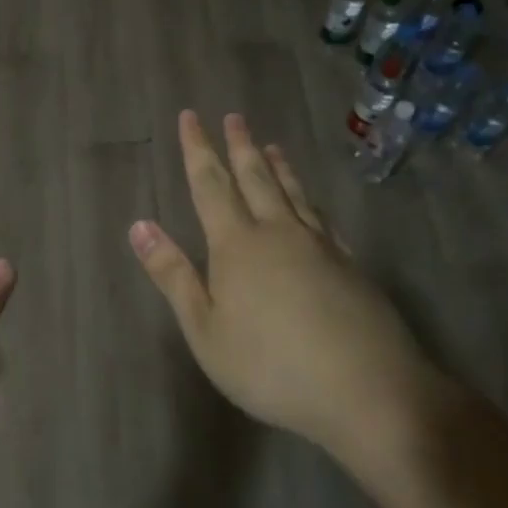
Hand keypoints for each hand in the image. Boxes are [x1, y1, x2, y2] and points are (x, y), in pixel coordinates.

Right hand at [129, 111, 446, 461]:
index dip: (197, 150)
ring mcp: (321, 247)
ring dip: (278, 167)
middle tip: (234, 117)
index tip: (190, 116)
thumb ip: (173, 275)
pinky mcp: (351, 267)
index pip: (210, 185)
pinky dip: (311, 202)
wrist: (368, 391)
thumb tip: (139, 225)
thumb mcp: (205, 329)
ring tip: (271, 146)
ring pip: (294, 194)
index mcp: (237, 244)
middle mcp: (278, 233)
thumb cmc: (271, 365)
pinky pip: (324, 220)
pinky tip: (313, 206)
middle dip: (240, 146)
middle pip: (255, 179)